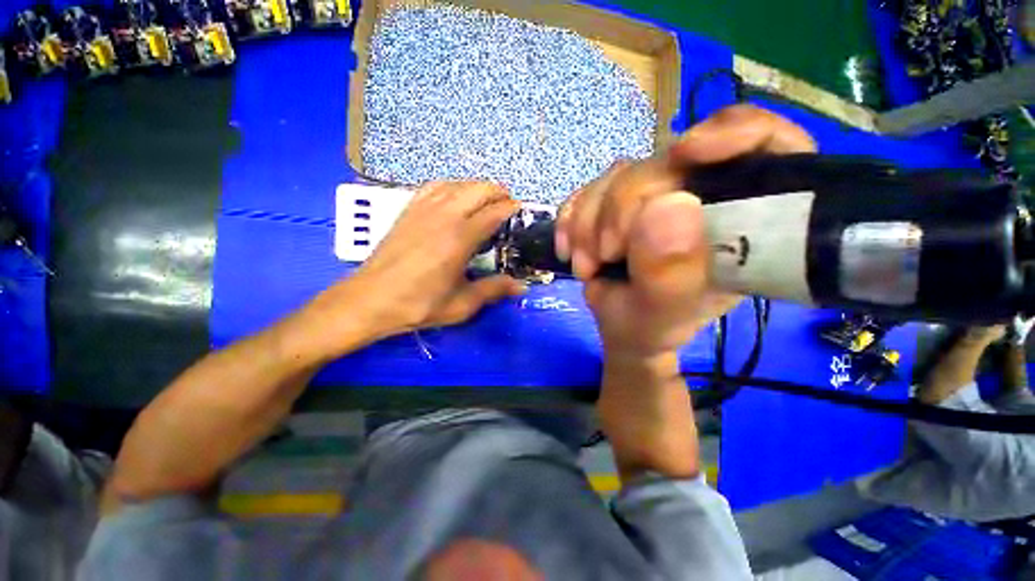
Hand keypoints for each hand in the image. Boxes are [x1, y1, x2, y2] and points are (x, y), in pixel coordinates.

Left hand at [303, 181, 525, 355]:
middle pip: (477, 190)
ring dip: (476, 187)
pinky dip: (451, 186)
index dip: (510, 208)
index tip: (520, 210)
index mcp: (460, 238)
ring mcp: (424, 209)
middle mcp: (444, 216)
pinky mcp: (408, 210)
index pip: (493, 212)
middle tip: (507, 204)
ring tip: (486, 198)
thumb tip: (520, 287)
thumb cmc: (418, 304)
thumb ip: (493, 291)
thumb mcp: (461, 305)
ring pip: (457, 184)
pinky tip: (454, 195)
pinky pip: (434, 187)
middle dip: (497, 192)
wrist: (371, 299)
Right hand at [557, 105, 815, 356]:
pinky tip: (570, 248)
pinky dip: (572, 219)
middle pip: (665, 164)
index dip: (734, 133)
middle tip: (605, 256)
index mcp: (741, 222)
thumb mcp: (662, 315)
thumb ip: (669, 274)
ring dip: (589, 222)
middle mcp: (701, 197)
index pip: (768, 146)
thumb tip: (667, 206)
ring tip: (587, 265)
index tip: (687, 154)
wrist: (620, 327)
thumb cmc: (651, 327)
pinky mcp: (618, 199)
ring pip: (618, 176)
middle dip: (621, 210)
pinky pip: (588, 190)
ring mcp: (655, 194)